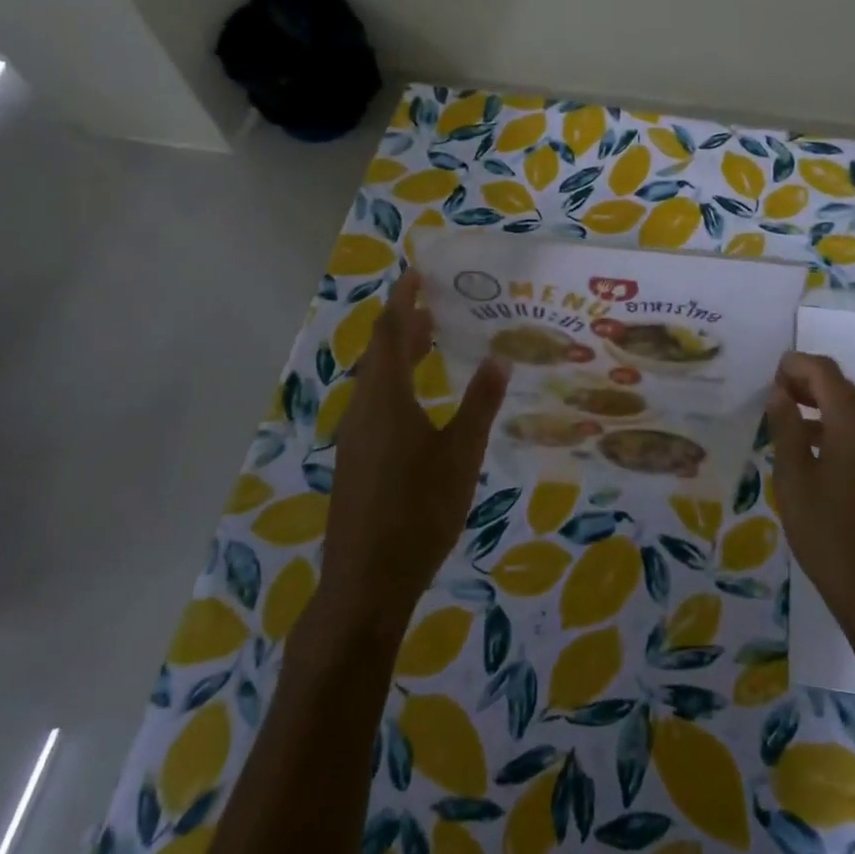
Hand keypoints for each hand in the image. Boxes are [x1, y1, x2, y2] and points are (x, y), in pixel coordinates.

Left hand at [322, 270, 509, 629]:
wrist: (366, 580)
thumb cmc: (419, 511)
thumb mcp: (460, 455)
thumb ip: (479, 404)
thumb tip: (499, 358)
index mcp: (386, 399)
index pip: (390, 332)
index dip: (402, 299)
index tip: (419, 272)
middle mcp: (363, 409)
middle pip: (380, 353)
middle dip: (405, 324)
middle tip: (438, 304)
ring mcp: (355, 436)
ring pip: (376, 380)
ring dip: (401, 355)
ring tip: (432, 341)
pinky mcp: (356, 460)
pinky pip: (375, 403)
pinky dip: (396, 384)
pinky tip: (420, 400)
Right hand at [767, 352, 854, 642]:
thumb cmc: (827, 534)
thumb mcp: (794, 479)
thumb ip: (786, 428)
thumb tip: (780, 392)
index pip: (827, 374)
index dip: (798, 365)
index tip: (770, 372)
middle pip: (843, 389)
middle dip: (809, 382)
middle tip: (774, 391)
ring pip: (854, 412)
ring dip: (821, 405)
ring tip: (786, 416)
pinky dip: (835, 427)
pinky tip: (811, 447)